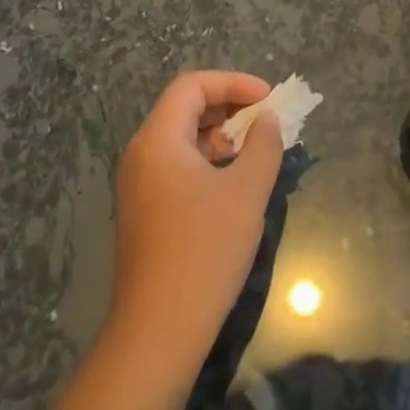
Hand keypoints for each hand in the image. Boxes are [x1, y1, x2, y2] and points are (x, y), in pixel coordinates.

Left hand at [108, 71, 284, 371]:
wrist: (160, 326)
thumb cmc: (205, 250)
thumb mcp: (246, 192)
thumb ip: (264, 146)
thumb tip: (268, 120)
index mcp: (158, 140)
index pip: (191, 86)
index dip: (233, 83)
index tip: (270, 100)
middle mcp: (141, 155)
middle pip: (185, 109)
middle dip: (230, 107)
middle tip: (268, 123)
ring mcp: (140, 185)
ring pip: (183, 140)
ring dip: (222, 137)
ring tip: (258, 153)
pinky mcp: (146, 210)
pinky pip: (178, 167)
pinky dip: (209, 162)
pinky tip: (235, 185)